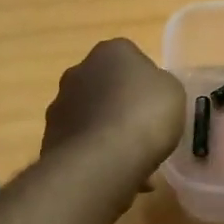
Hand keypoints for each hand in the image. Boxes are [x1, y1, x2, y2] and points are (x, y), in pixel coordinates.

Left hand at [41, 38, 185, 191]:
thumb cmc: (145, 115)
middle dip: (120, 104)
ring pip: (91, 116)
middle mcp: (79, 71)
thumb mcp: (173, 92)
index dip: (145, 82)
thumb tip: (148, 91)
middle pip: (105, 85)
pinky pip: (81, 143)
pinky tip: (114, 172)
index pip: (131, 58)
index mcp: (111, 51)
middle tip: (142, 129)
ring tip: (130, 159)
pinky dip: (95, 153)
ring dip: (106, 131)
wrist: (103, 159)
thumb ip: (160, 85)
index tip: (157, 103)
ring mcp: (60, 105)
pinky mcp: (50, 137)